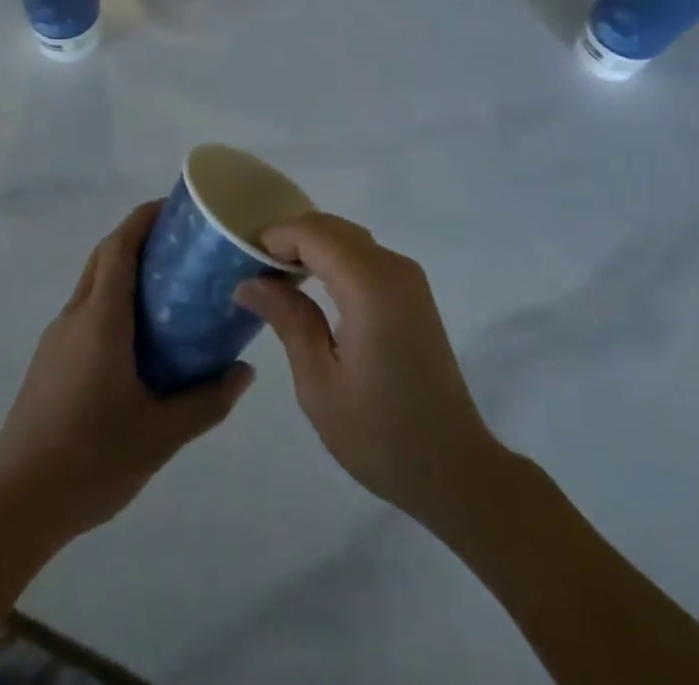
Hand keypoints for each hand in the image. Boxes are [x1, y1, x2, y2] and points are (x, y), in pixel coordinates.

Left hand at [0, 201, 254, 549]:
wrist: (17, 503)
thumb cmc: (91, 460)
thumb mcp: (160, 435)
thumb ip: (206, 401)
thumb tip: (245, 372)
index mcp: (101, 320)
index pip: (119, 247)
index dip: (143, 218)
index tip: (174, 207)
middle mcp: (75, 316)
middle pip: (104, 256)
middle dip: (137, 237)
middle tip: (180, 244)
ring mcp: (56, 337)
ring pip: (92, 283)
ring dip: (123, 269)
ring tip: (166, 287)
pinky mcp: (48, 360)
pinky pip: (84, 311)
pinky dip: (111, 300)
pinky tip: (136, 337)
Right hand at [235, 213, 497, 527]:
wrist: (455, 469)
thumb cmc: (381, 435)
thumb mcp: (319, 384)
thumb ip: (287, 320)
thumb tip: (249, 282)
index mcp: (371, 288)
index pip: (314, 233)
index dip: (276, 238)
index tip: (244, 261)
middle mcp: (394, 269)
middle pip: (331, 228)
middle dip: (290, 239)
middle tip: (255, 271)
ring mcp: (408, 278)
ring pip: (348, 237)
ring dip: (312, 246)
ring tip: (277, 279)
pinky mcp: (412, 293)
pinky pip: (364, 255)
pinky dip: (333, 257)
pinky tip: (313, 287)